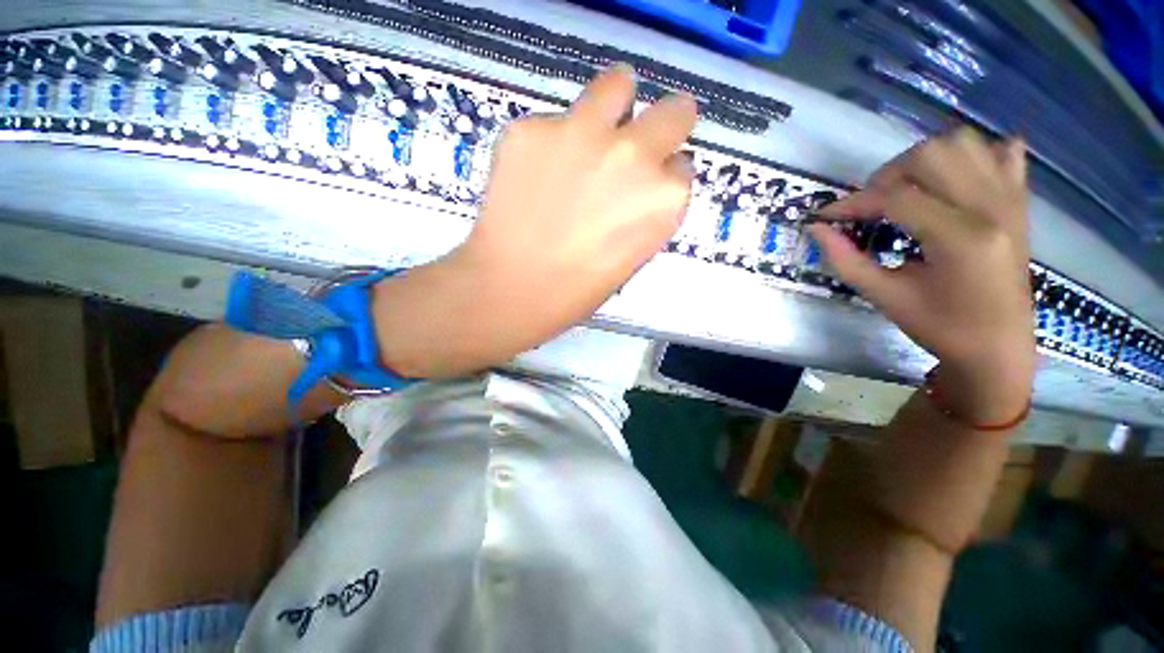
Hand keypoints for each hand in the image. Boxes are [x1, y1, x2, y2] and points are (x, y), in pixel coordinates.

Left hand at [372, 65, 697, 377]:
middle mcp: (635, 155)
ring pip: (617, 85)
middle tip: (635, 144)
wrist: (513, 288)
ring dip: (613, 105)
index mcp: (664, 199)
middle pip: (673, 112)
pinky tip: (534, 174)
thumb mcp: (631, 255)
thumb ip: (644, 212)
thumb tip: (639, 185)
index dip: (662, 175)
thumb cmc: (577, 289)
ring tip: (588, 135)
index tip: (646, 186)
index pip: (681, 166)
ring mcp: (583, 132)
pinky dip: (552, 141)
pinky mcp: (533, 127)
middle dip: (663, 125)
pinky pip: (554, 120)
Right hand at [811, 127, 1034, 423]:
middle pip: (932, 154)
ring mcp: (1010, 199)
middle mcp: (991, 207)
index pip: (896, 197)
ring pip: (964, 142)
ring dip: (924, 159)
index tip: (826, 216)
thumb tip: (817, 228)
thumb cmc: (941, 327)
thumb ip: (846, 260)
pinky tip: (952, 178)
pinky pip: (1001, 152)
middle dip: (888, 175)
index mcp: (960, 238)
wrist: (999, 346)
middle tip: (871, 205)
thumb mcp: (885, 297)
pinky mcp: (1019, 201)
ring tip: (905, 189)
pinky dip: (973, 154)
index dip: (853, 203)